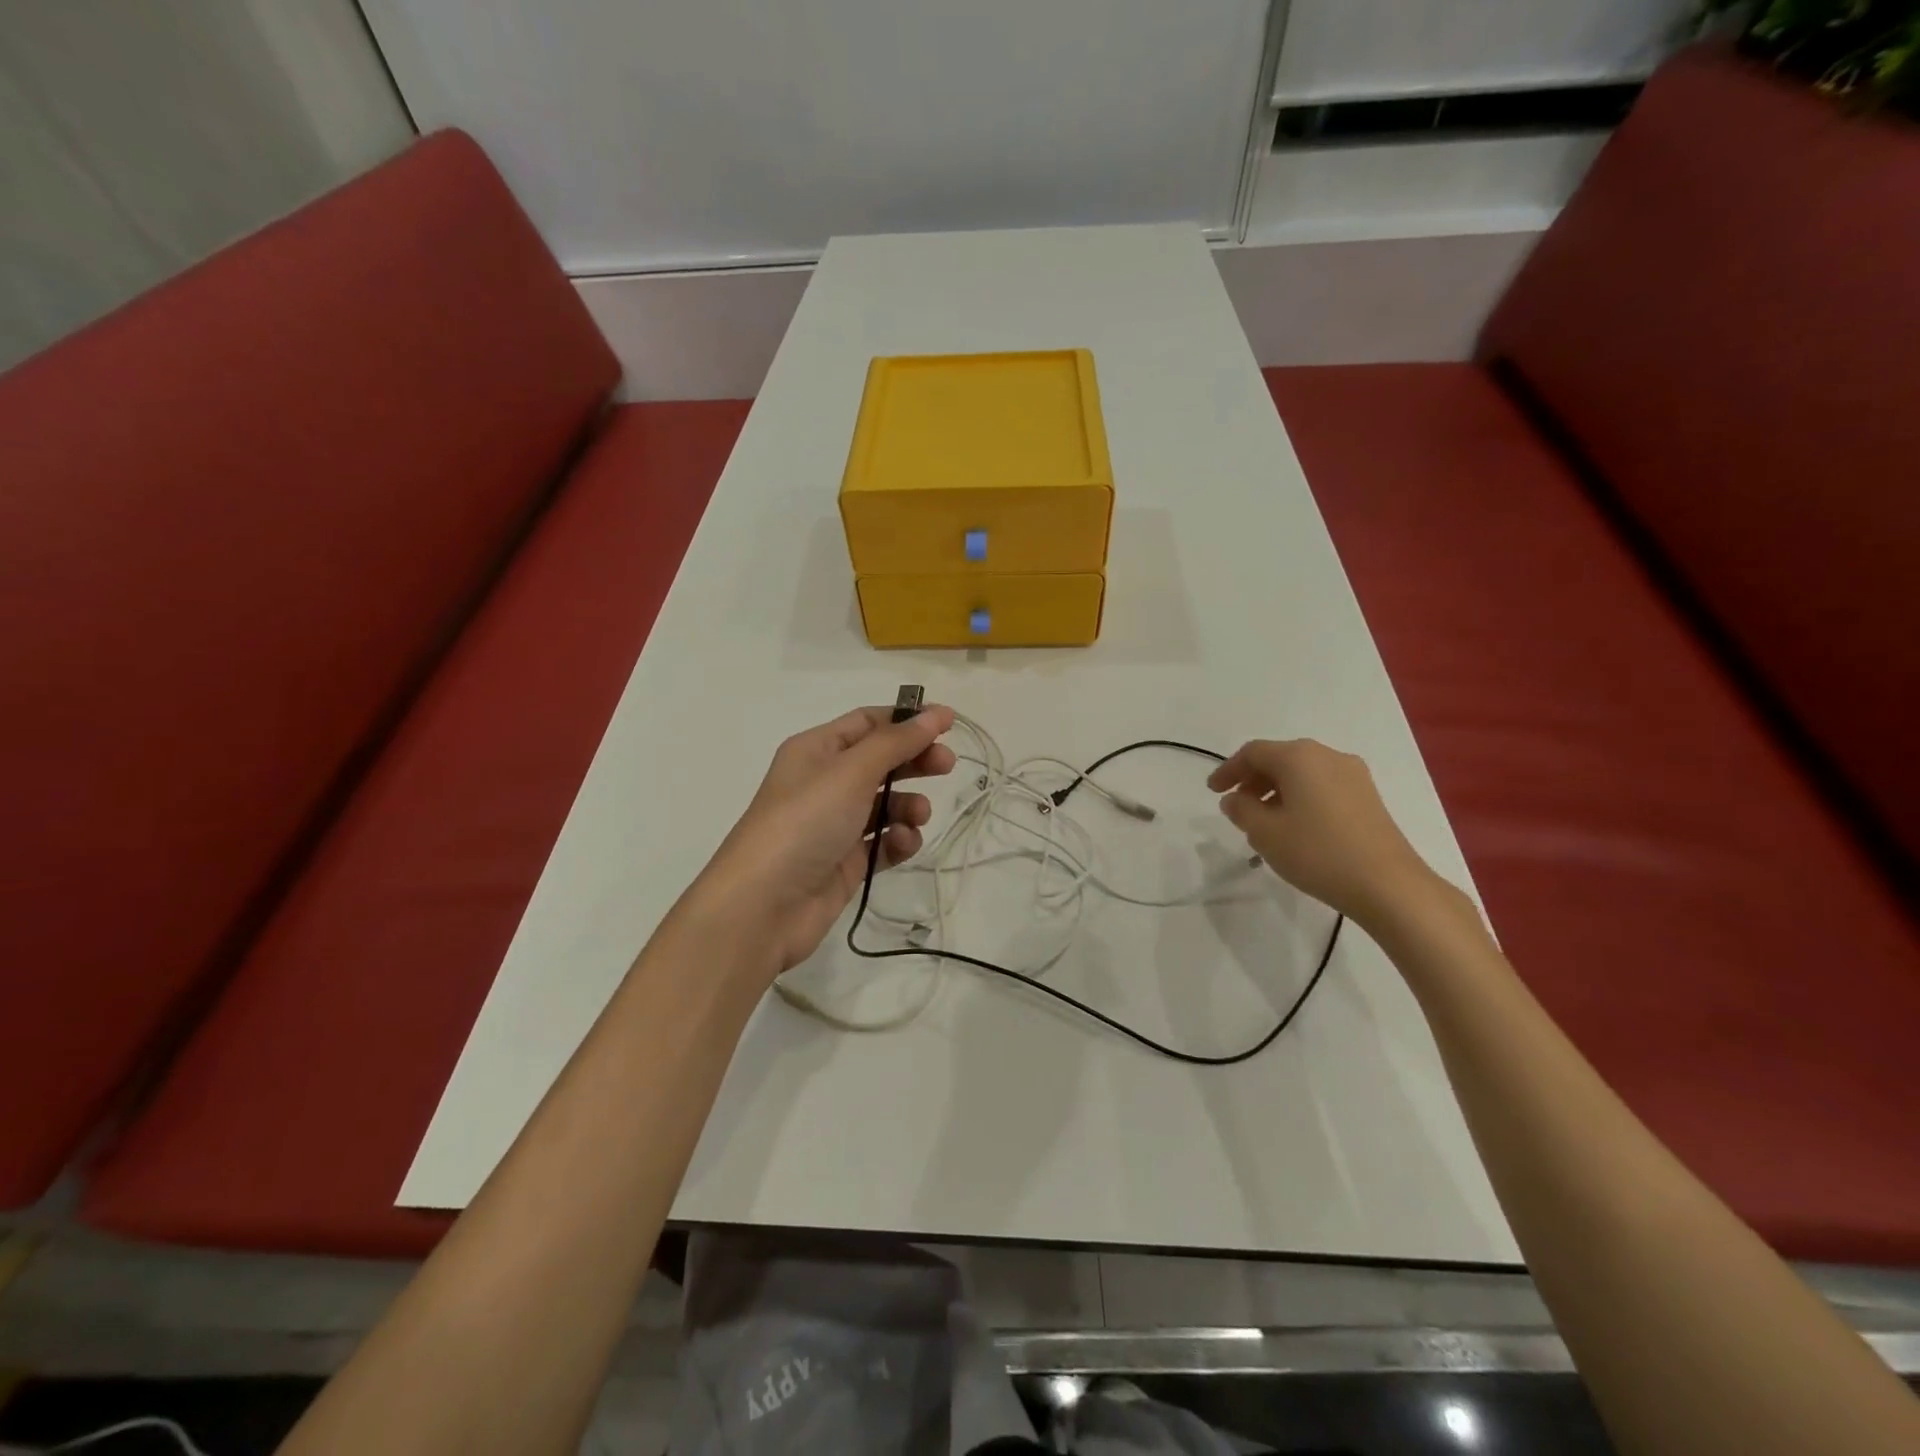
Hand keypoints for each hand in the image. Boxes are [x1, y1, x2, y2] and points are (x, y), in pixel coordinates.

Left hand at [683, 703, 956, 978]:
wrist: (763, 906)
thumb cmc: (804, 822)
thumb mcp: (851, 772)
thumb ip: (897, 742)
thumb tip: (936, 713)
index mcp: (816, 750)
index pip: (868, 723)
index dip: (907, 720)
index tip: (949, 723)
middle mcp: (825, 782)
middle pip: (881, 761)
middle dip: (914, 761)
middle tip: (947, 766)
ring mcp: (835, 824)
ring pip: (886, 804)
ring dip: (909, 805)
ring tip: (917, 815)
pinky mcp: (845, 862)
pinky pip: (882, 842)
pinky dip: (898, 840)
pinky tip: (902, 844)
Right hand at [1208, 738, 1443, 928]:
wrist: (1388, 885)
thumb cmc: (1317, 852)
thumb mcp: (1265, 832)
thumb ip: (1241, 810)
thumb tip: (1234, 799)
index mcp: (1299, 757)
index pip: (1253, 752)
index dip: (1228, 770)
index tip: (1213, 792)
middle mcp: (1327, 756)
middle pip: (1280, 758)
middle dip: (1253, 779)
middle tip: (1236, 806)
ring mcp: (1353, 775)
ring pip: (1302, 773)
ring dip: (1276, 790)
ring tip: (1263, 821)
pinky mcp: (1368, 797)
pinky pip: (1322, 786)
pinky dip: (1300, 798)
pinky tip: (1295, 826)